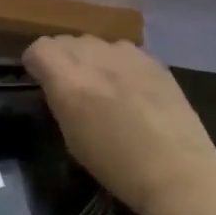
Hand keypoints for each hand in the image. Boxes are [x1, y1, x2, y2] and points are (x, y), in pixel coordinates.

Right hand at [22, 36, 215, 214]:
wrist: (179, 173)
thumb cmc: (119, 168)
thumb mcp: (73, 139)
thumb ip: (61, 101)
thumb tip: (58, 85)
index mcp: (70, 81)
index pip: (39, 48)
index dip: (36, 62)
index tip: (40, 80)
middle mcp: (96, 59)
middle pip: (66, 41)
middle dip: (62, 59)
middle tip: (72, 86)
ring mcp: (128, 55)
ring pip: (95, 43)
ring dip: (90, 58)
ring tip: (103, 85)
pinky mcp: (153, 59)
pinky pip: (123, 51)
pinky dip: (118, 63)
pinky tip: (130, 88)